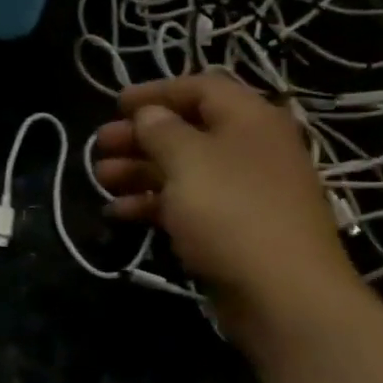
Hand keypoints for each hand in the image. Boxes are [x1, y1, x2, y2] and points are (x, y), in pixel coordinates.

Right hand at [93, 76, 363, 330]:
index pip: (201, 88)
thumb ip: (162, 131)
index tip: (115, 104)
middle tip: (99, 145)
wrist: (283, 295)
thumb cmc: (233, 213)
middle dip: (140, 135)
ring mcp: (242, 193)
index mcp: (249, 119)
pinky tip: (119, 213)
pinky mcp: (231, 230)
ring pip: (183, 171)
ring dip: (139, 170)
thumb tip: (149, 114)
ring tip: (101, 178)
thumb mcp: (189, 161)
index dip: (156, 91)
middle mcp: (249, 149)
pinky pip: (187, 206)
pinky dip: (153, 205)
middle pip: (188, 131)